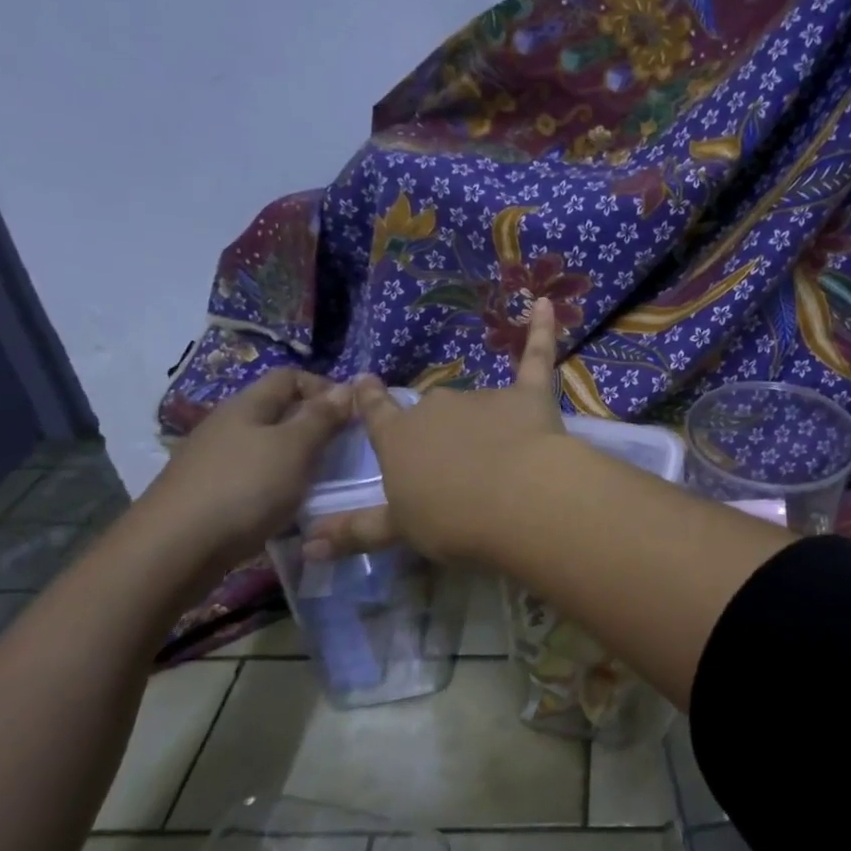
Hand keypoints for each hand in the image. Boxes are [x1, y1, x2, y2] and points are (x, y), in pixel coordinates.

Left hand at [138, 368, 352, 569]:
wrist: (172, 551)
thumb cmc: (243, 488)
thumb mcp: (294, 448)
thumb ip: (321, 417)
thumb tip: (347, 387)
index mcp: (246, 405)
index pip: (290, 377)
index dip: (324, 387)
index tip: (352, 413)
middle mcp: (227, 426)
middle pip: (278, 413)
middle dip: (314, 426)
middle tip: (344, 451)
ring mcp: (214, 461)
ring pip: (267, 448)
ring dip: (297, 460)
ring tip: (322, 482)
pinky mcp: (208, 494)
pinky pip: (254, 478)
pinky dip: (277, 486)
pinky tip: (288, 507)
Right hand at [308, 297, 565, 562]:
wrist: (516, 499)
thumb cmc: (452, 520)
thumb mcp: (399, 531)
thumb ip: (356, 530)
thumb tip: (307, 546)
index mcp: (398, 439)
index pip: (377, 415)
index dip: (369, 400)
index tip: (363, 381)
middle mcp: (434, 409)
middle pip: (431, 411)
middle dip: (440, 430)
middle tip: (455, 462)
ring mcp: (481, 398)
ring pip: (477, 403)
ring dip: (485, 420)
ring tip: (502, 457)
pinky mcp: (527, 395)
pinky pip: (535, 356)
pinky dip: (541, 330)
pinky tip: (543, 305)